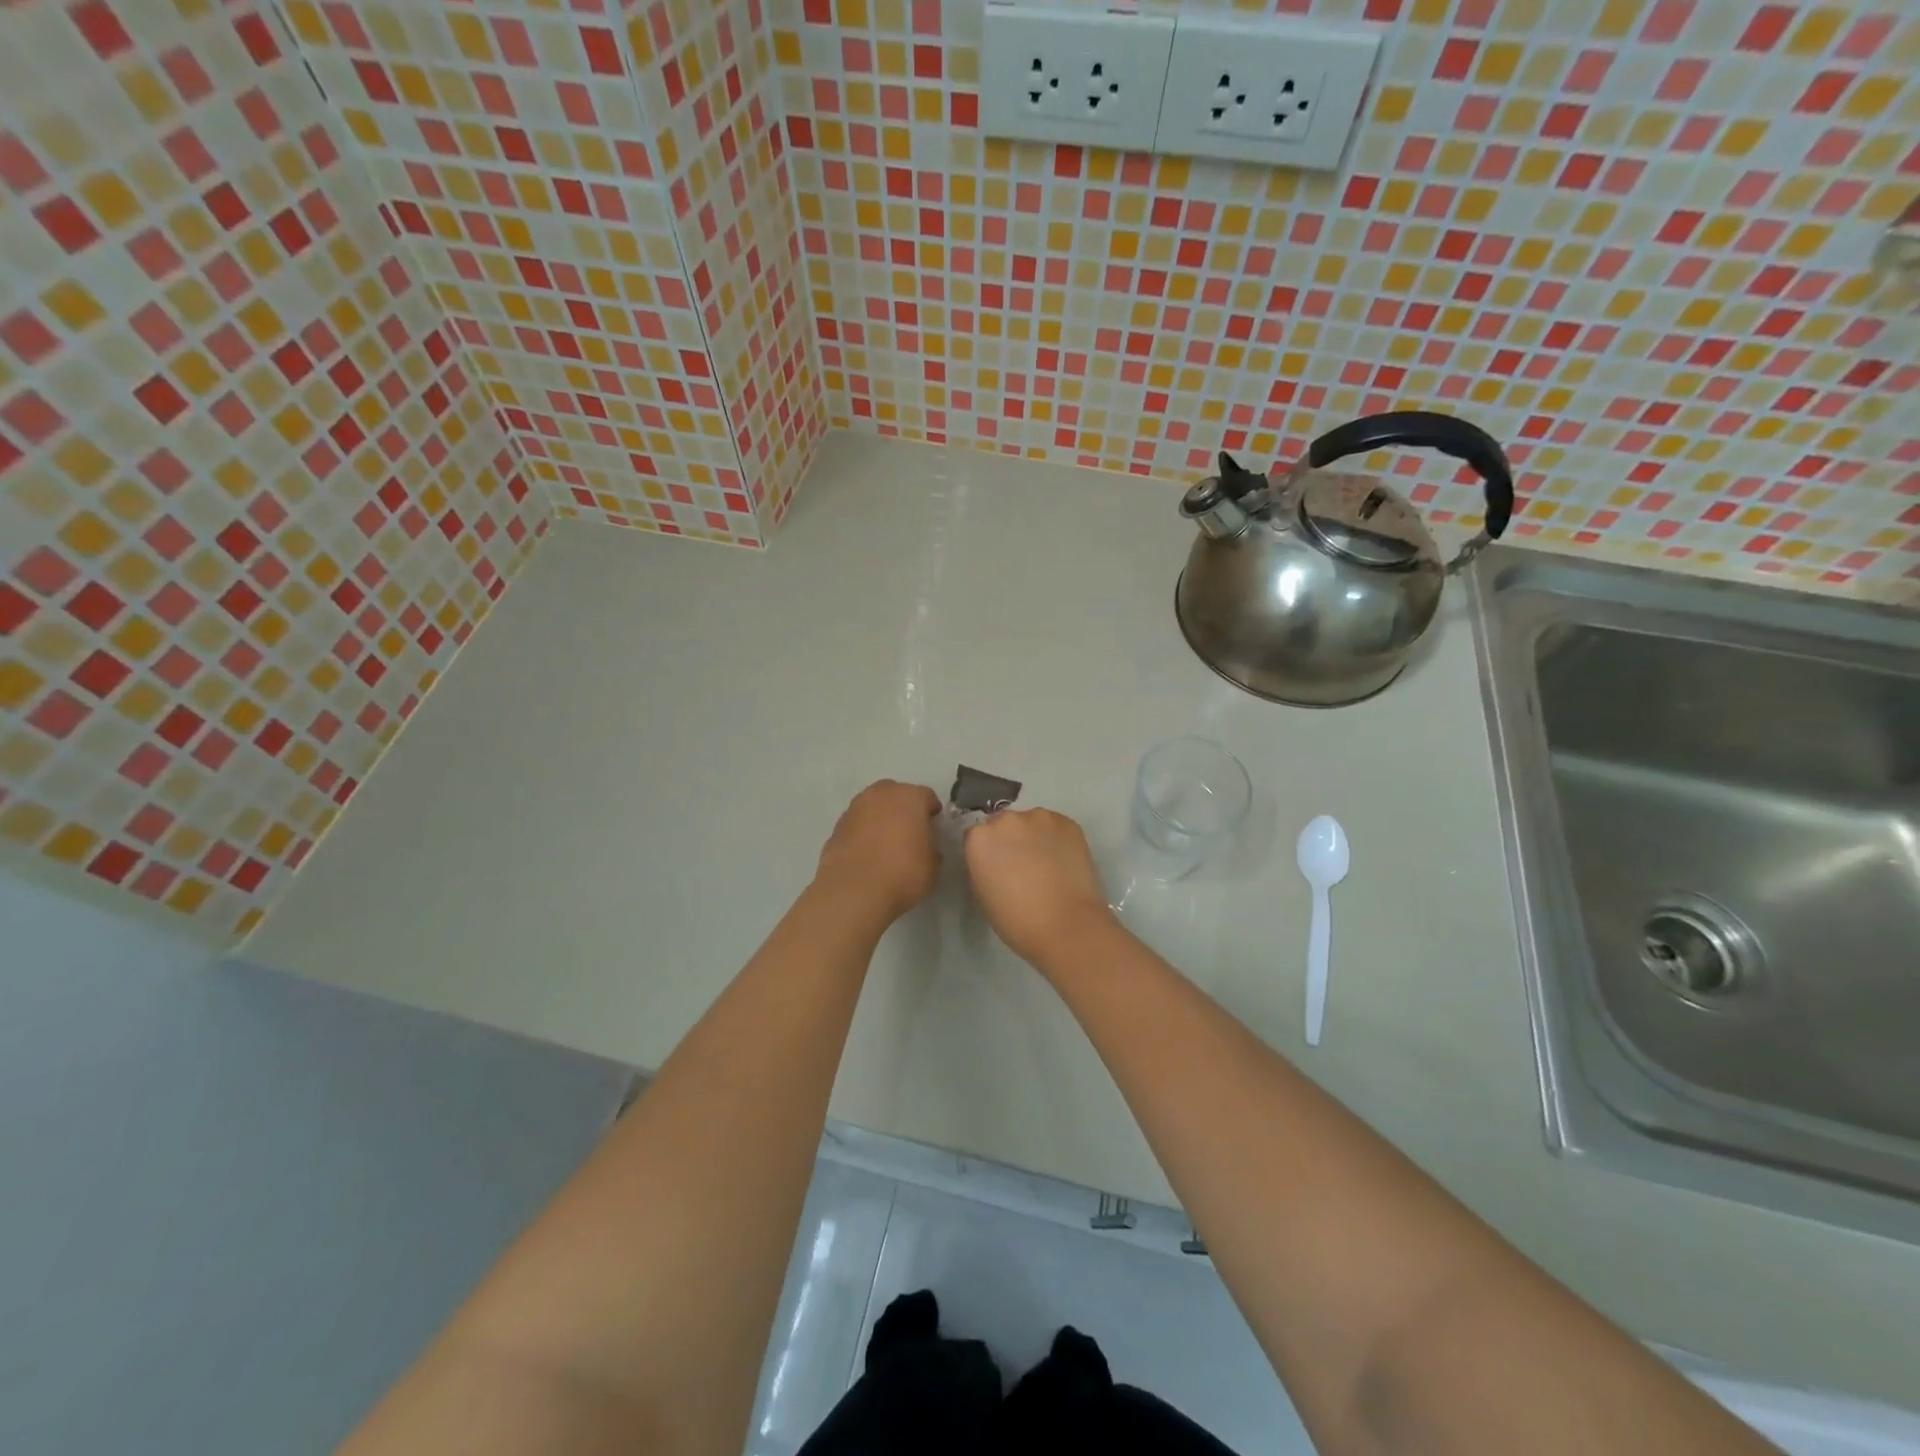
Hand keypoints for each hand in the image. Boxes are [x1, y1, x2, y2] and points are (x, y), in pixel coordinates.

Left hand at [814, 780, 942, 921]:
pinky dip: (863, 832)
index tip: (933, 828)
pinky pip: (857, 823)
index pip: (927, 797)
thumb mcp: (932, 866)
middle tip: (908, 832)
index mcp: (910, 797)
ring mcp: (855, 808)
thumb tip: (925, 846)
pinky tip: (866, 853)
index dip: (931, 813)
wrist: (854, 891)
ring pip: (873, 806)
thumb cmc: (902, 874)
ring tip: (885, 843)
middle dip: (903, 808)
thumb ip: (931, 847)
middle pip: (896, 794)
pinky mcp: (837, 826)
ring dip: (880, 818)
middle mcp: (882, 794)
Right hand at [963, 809, 1116, 968]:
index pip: (977, 835)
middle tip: (1022, 864)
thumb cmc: (1017, 920)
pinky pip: (1055, 826)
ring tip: (1047, 862)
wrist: (1066, 924)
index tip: (997, 867)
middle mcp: (1006, 820)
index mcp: (979, 838)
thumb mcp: (982, 893)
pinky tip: (1063, 860)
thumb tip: (994, 860)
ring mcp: (1039, 817)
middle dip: (1010, 839)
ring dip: (1034, 836)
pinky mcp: (1067, 822)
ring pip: (1031, 822)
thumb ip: (983, 866)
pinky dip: (1056, 838)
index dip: (988, 852)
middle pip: (1004, 824)